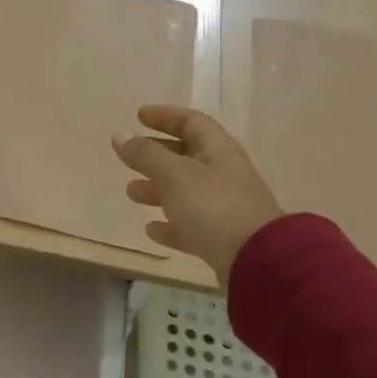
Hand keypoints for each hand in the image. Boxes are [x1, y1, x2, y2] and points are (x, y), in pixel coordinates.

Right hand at [111, 106, 282, 285]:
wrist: (257, 261)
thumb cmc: (213, 207)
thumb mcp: (174, 175)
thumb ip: (146, 155)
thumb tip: (119, 134)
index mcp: (218, 151)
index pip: (192, 122)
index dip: (166, 116)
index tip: (139, 116)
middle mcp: (224, 174)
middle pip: (187, 156)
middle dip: (157, 154)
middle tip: (130, 157)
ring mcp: (225, 207)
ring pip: (185, 191)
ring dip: (158, 189)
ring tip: (131, 194)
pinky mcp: (221, 237)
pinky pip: (190, 224)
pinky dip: (170, 224)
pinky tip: (151, 229)